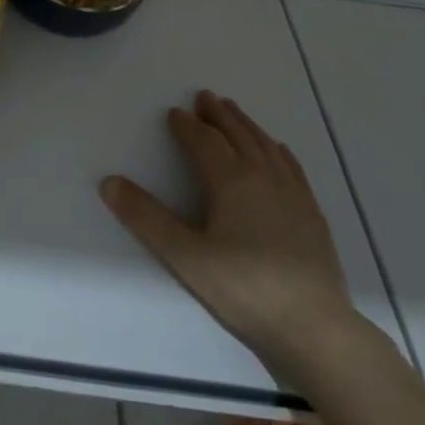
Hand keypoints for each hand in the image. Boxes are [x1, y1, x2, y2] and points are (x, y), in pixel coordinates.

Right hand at [99, 90, 361, 379]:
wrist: (315, 328)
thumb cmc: (243, 289)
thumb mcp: (184, 255)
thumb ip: (145, 217)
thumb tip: (109, 182)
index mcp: (231, 182)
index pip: (204, 142)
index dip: (186, 125)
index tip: (173, 112)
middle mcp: (263, 177)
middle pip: (238, 135)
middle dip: (218, 115)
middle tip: (205, 96)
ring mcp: (293, 194)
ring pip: (265, 146)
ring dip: (246, 125)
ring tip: (234, 111)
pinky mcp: (312, 214)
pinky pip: (291, 167)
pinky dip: (277, 150)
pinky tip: (277, 150)